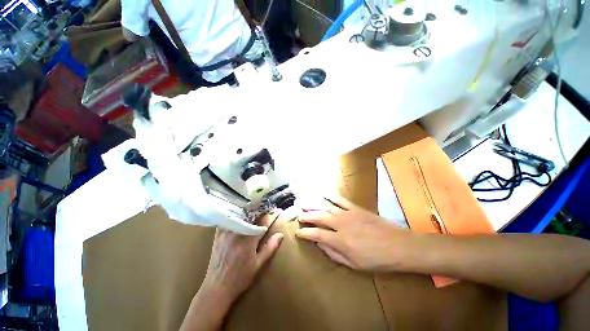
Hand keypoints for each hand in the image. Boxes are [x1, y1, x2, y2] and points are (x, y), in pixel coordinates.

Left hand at [202, 214, 283, 304]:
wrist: (217, 287)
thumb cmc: (240, 278)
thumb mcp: (258, 265)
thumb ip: (270, 248)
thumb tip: (280, 234)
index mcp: (248, 241)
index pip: (263, 223)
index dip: (272, 215)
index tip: (278, 211)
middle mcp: (237, 234)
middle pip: (252, 216)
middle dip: (262, 210)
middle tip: (268, 208)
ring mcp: (226, 232)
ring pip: (240, 215)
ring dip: (250, 211)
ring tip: (257, 208)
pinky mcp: (219, 234)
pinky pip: (229, 219)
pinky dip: (236, 215)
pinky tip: (240, 214)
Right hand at [295, 196, 412, 271]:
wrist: (399, 246)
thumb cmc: (377, 260)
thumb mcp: (354, 264)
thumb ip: (334, 253)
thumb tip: (320, 244)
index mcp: (340, 240)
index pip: (316, 234)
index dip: (305, 233)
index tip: (297, 232)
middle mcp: (340, 224)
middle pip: (318, 217)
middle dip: (306, 216)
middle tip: (299, 216)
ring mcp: (348, 214)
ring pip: (326, 207)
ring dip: (314, 205)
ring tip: (305, 204)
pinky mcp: (356, 208)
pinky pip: (340, 200)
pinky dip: (331, 196)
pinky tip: (323, 194)